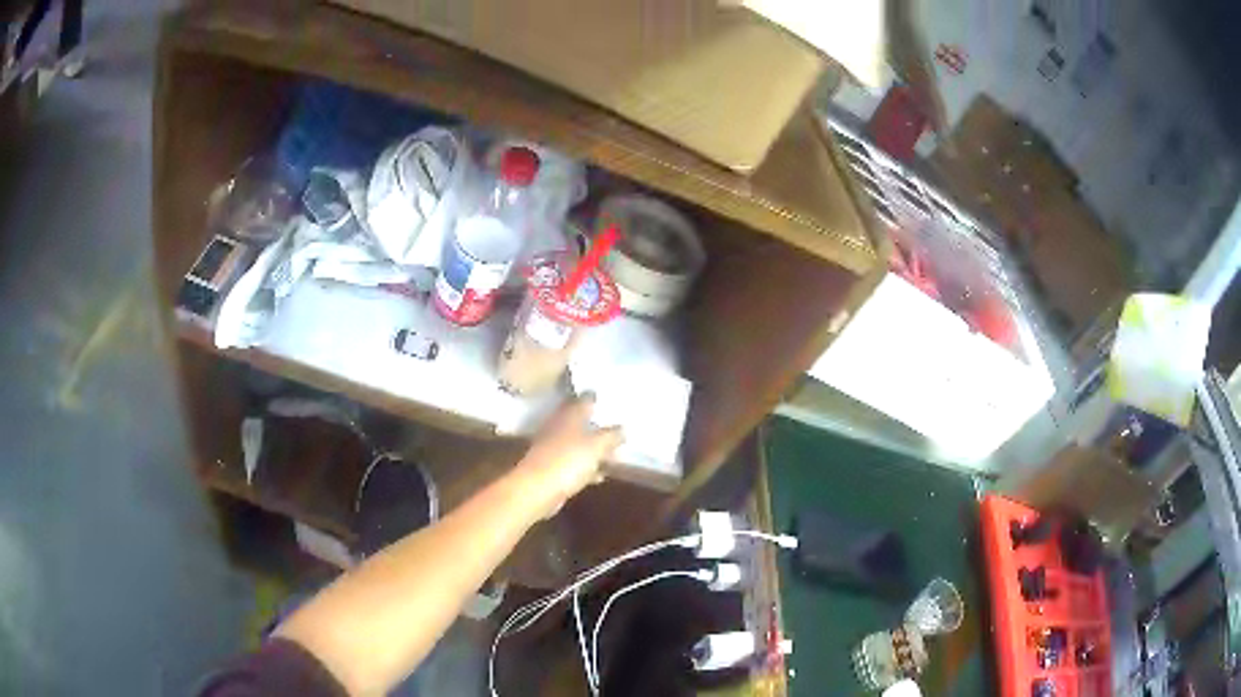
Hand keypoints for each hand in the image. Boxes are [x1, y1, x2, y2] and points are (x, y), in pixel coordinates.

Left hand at [516, 395, 622, 518]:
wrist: (536, 489)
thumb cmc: (567, 460)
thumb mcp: (597, 446)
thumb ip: (611, 436)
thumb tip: (623, 428)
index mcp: (570, 415)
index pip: (585, 399)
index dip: (598, 398)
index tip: (612, 399)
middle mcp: (560, 427)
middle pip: (582, 421)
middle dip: (599, 425)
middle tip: (619, 427)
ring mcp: (554, 448)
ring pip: (579, 443)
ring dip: (594, 448)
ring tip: (615, 453)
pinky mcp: (552, 468)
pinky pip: (574, 463)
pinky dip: (587, 467)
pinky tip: (600, 475)